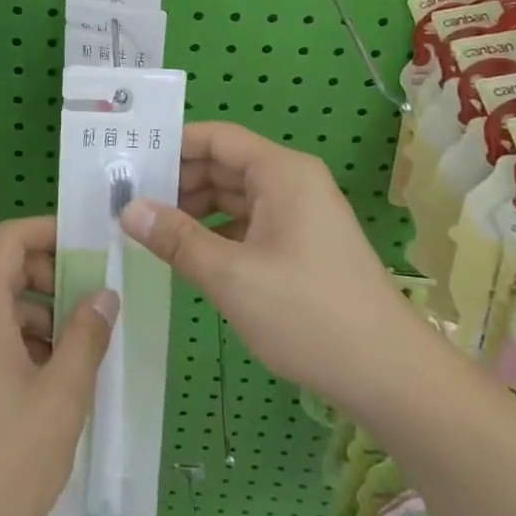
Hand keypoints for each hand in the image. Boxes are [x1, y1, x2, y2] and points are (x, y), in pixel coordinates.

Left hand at [0, 217, 117, 515]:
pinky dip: (25, 348)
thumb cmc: (2, 462)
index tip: (90, 246)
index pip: (10, 239)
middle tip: (97, 305)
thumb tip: (103, 294)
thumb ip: (87, 337)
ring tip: (84, 354)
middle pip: (7, 272)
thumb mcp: (61, 396)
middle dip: (54, 280)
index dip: (49, 230)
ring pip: (3, 312)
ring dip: (44, 320)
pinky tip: (55, 388)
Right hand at [120, 123, 428, 407]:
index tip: (128, 159)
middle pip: (223, 165)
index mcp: (281, 173)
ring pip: (234, 197)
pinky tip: (186, 252)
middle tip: (126, 198)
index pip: (216, 138)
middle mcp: (291, 183)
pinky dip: (216, 232)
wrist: (390, 376)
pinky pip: (248, 224)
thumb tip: (129, 209)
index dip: (172, 144)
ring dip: (194, 209)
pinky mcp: (301, 246)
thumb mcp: (231, 276)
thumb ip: (177, 238)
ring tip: (147, 226)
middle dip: (177, 180)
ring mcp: (299, 215)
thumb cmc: (308, 314)